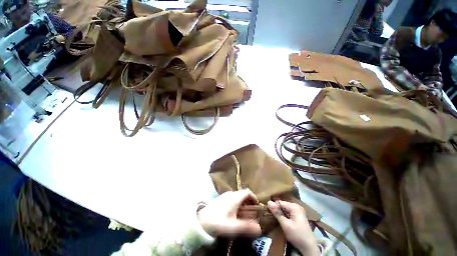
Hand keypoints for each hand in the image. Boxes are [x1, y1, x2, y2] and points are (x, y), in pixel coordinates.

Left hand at [198, 189, 261, 237]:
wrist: (200, 222)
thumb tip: (259, 228)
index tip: (257, 206)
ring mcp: (225, 196)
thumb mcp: (233, 227)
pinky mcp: (221, 199)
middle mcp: (230, 194)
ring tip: (244, 215)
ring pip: (237, 197)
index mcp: (234, 197)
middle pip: (243, 195)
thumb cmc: (218, 223)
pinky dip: (237, 205)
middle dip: (249, 203)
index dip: (254, 197)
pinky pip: (232, 199)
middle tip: (251, 214)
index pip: (247, 192)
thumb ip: (246, 227)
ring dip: (243, 204)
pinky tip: (234, 214)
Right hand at [268, 201, 319, 255]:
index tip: (268, 212)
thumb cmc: (297, 235)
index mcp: (294, 206)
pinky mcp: (299, 217)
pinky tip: (282, 221)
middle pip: (282, 205)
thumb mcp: (285, 224)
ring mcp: (298, 212)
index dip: (273, 207)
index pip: (279, 202)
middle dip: (277, 210)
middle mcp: (297, 207)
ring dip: (280, 214)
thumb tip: (268, 202)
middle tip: (271, 216)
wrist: (309, 248)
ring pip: (285, 209)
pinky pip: (288, 213)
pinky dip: (284, 216)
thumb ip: (277, 213)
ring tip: (275, 219)